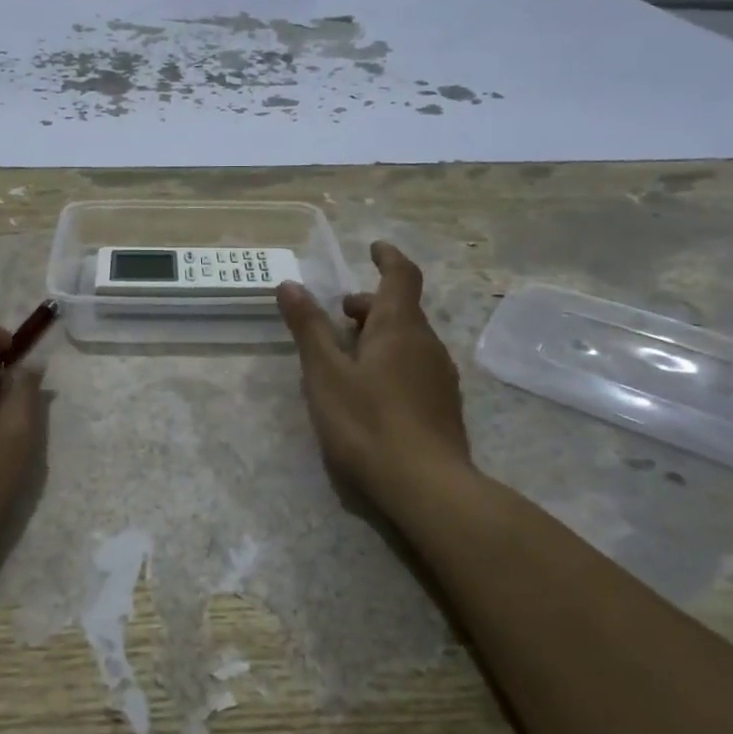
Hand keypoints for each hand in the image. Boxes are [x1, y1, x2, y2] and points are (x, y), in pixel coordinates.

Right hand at [276, 242, 470, 508]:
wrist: (427, 486)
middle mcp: (427, 344)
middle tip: (338, 315)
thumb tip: (289, 284)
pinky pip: (414, 366)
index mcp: (400, 328)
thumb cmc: (368, 423)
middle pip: (400, 310)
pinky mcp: (443, 406)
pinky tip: (370, 390)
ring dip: (378, 335)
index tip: (373, 247)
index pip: (401, 276)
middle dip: (369, 305)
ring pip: (407, 340)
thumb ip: (309, 328)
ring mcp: (440, 376)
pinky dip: (390, 360)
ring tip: (345, 354)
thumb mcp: (326, 374)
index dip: (388, 257)